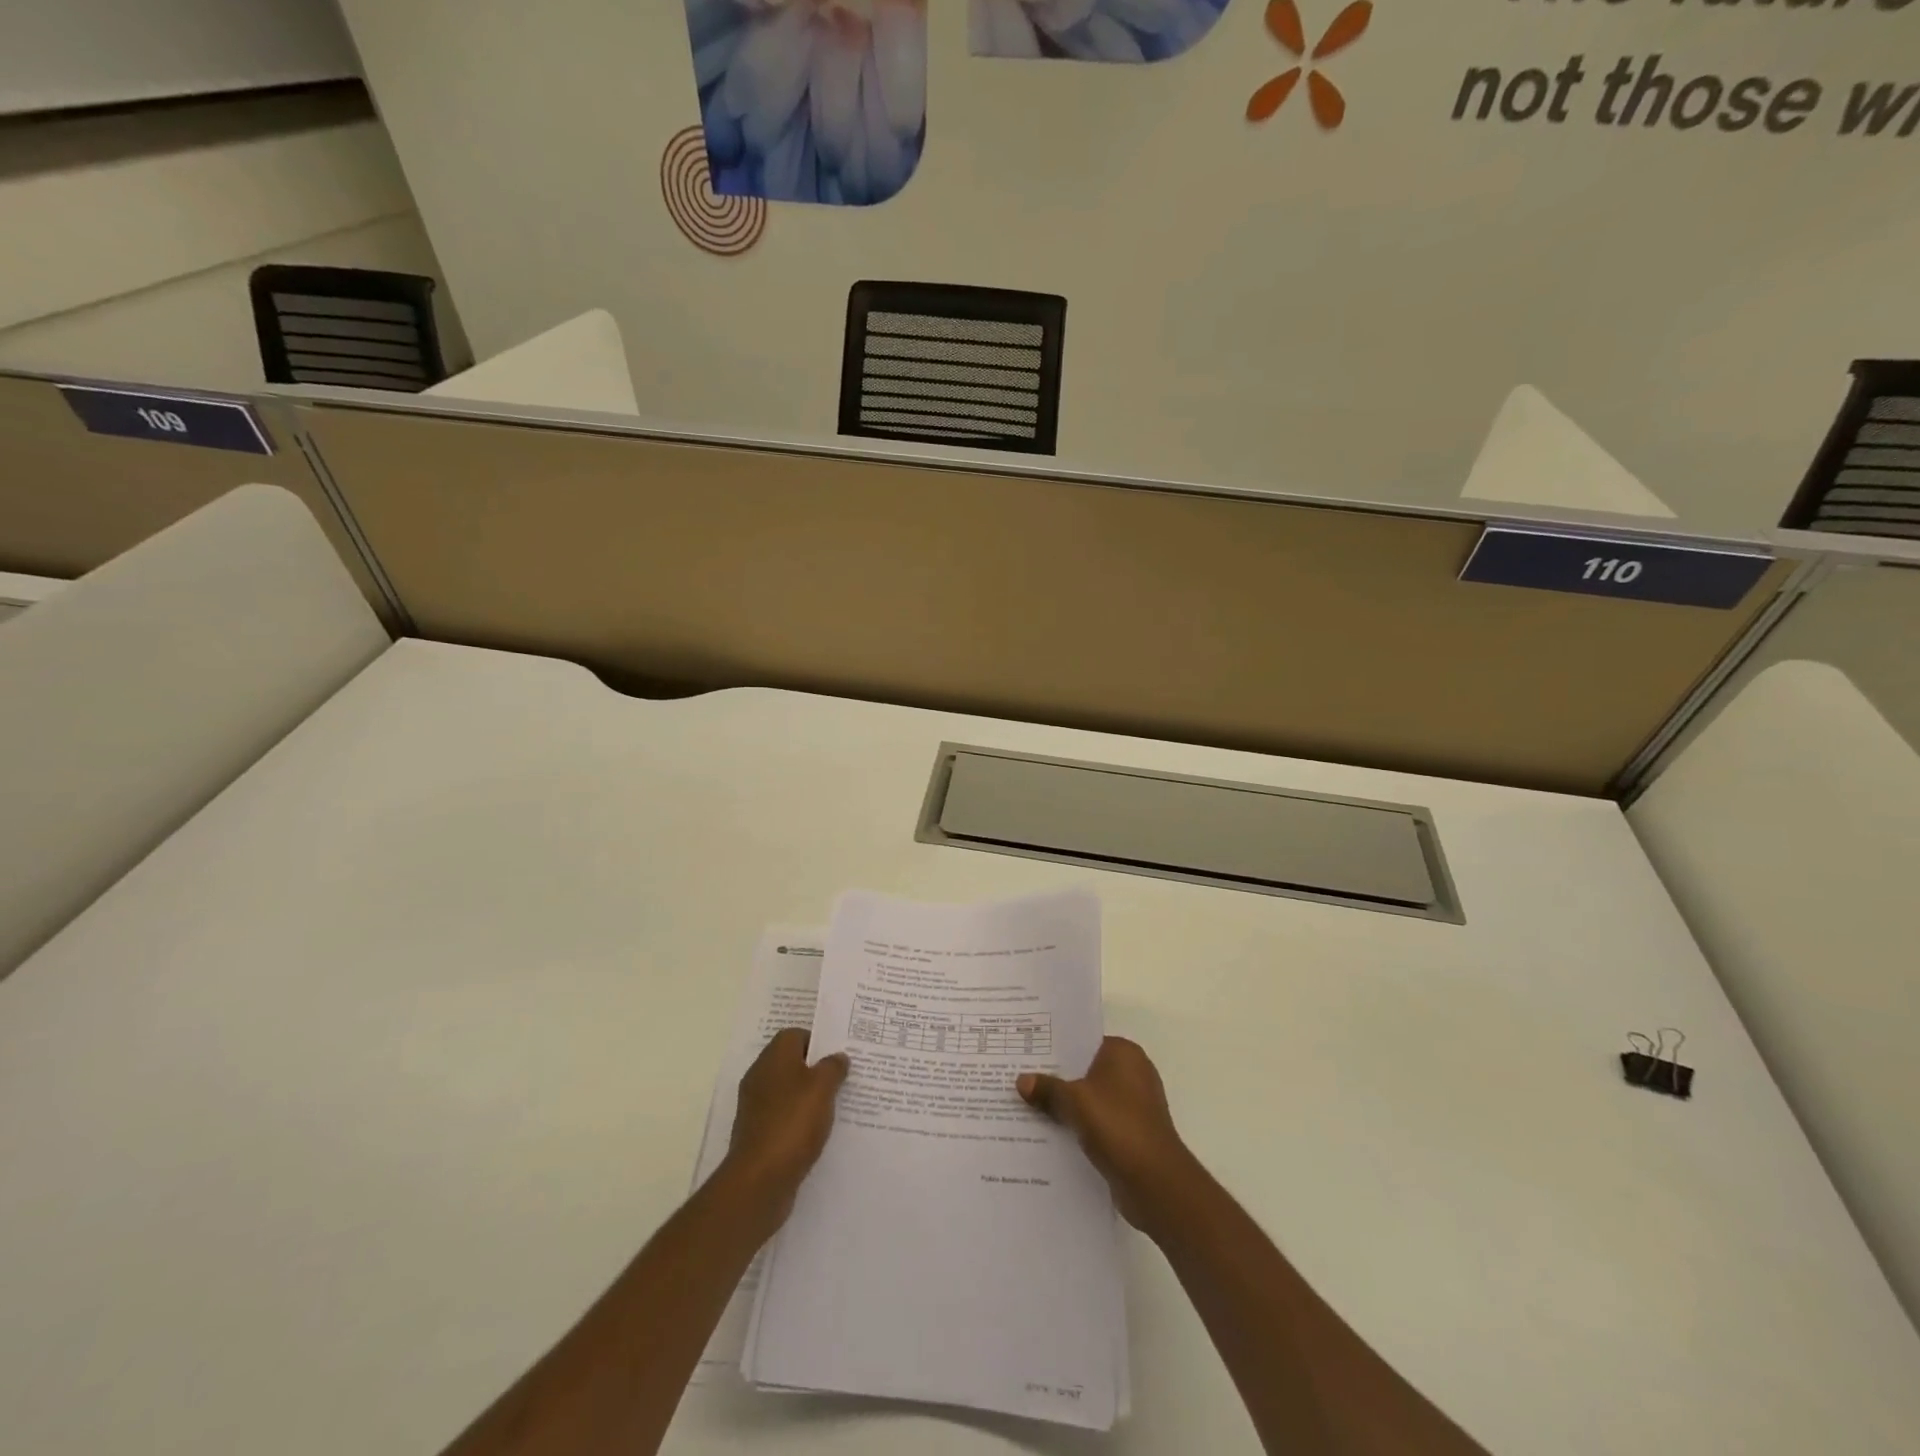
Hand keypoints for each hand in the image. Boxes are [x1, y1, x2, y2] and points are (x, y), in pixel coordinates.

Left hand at [721, 1029, 849, 1222]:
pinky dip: (800, 1121)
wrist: (759, 1180)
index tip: (839, 1054)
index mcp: (774, 1058)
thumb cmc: (793, 1123)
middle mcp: (760, 1077)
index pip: (795, 1035)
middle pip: (792, 1063)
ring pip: (789, 1092)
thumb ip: (833, 1067)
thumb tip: (837, 1057)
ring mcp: (757, 1107)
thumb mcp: (822, 1087)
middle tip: (844, 1077)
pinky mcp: (758, 1134)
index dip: (818, 1041)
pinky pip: (784, 1117)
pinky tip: (819, 1132)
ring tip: (837, 1105)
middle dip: (816, 1069)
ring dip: (809, 1097)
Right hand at [1018, 1036, 1201, 1234]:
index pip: (1083, 1041)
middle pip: (1085, 1070)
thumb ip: (1047, 1088)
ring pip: (1089, 1098)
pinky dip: (1077, 1126)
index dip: (1055, 1047)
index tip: (1026, 1051)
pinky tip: (1049, 1133)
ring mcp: (1133, 1105)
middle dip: (1056, 1077)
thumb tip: (1020, 1080)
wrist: (1155, 1183)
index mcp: (1124, 1053)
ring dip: (1065, 1105)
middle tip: (1019, 1077)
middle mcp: (1132, 1073)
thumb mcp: (1075, 1102)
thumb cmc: (1117, 1125)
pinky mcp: (1131, 1133)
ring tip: (1026, 1106)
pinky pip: (1097, 1121)